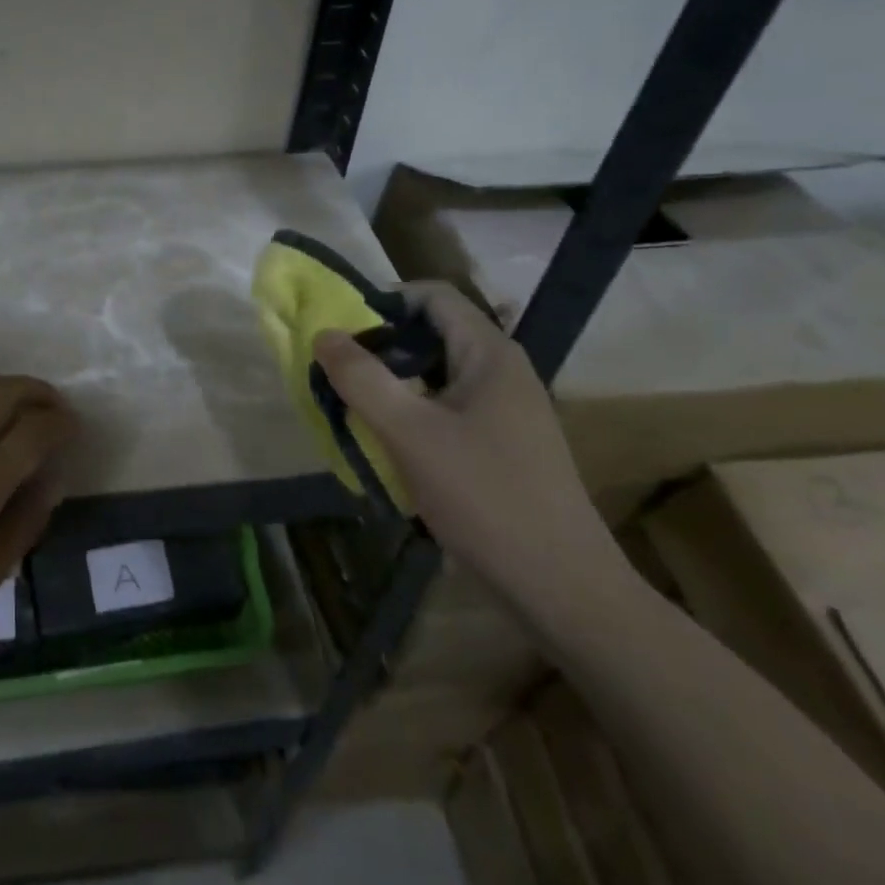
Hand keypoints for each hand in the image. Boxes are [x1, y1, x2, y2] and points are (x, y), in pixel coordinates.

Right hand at [312, 283, 621, 612]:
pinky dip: (410, 412)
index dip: (383, 300)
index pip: (432, 296)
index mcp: (489, 354)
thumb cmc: (485, 497)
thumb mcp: (411, 434)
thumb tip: (324, 334)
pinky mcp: (500, 443)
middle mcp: (501, 371)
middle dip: (380, 346)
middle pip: (431, 333)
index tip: (341, 329)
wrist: (561, 588)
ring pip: (435, 374)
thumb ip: (362, 379)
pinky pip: (445, 408)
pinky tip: (386, 442)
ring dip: (391, 383)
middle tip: (338, 371)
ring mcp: (504, 409)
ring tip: (352, 406)